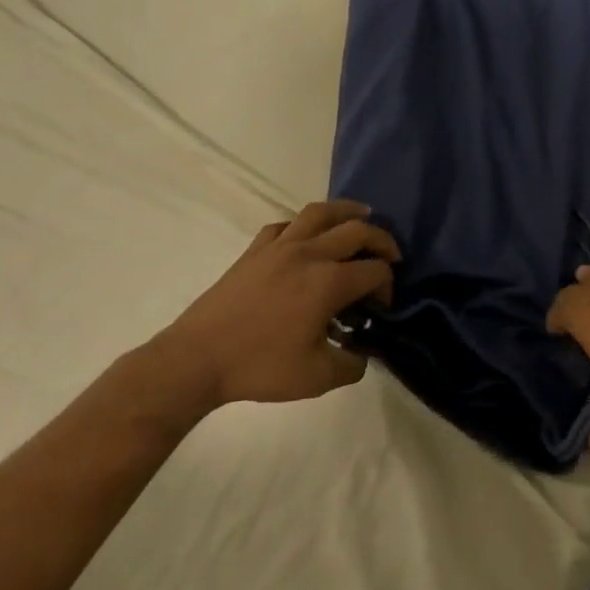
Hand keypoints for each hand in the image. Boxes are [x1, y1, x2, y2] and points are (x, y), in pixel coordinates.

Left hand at [154, 200, 398, 408]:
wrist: (198, 357)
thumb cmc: (260, 367)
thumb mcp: (317, 378)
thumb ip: (351, 365)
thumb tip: (362, 353)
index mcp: (328, 282)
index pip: (374, 270)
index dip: (387, 285)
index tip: (381, 307)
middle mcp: (309, 253)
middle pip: (357, 230)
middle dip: (382, 240)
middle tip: (390, 255)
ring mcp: (280, 246)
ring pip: (320, 212)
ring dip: (347, 211)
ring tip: (361, 215)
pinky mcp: (255, 249)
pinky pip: (285, 224)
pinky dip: (303, 225)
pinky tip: (306, 236)